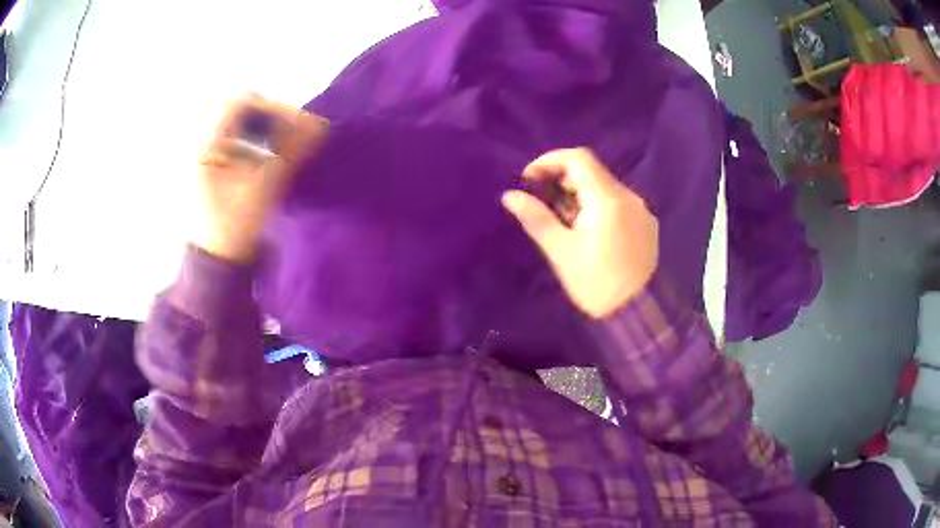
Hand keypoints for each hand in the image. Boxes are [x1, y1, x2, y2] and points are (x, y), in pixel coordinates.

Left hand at [192, 94, 328, 262]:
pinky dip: (264, 142)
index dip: (274, 107)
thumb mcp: (265, 187)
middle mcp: (206, 141)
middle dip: (275, 117)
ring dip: (271, 129)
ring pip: (246, 125)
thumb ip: (293, 152)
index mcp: (208, 143)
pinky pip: (244, 140)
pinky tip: (280, 155)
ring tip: (293, 144)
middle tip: (299, 133)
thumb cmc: (234, 226)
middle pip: (245, 110)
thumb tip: (321, 126)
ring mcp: (211, 153)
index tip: (300, 124)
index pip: (242, 103)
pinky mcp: (219, 165)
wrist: (218, 263)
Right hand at [502, 148, 658, 318]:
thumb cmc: (595, 283)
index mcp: (608, 200)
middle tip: (544, 205)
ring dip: (580, 195)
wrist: (637, 313)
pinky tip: (590, 232)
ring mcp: (641, 210)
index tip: (529, 179)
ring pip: (605, 188)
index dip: (549, 161)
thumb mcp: (561, 252)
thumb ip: (536, 218)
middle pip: (592, 172)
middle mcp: (629, 197)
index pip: (578, 158)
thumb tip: (510, 196)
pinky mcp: (646, 225)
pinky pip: (618, 204)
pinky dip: (598, 207)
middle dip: (563, 181)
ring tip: (566, 223)